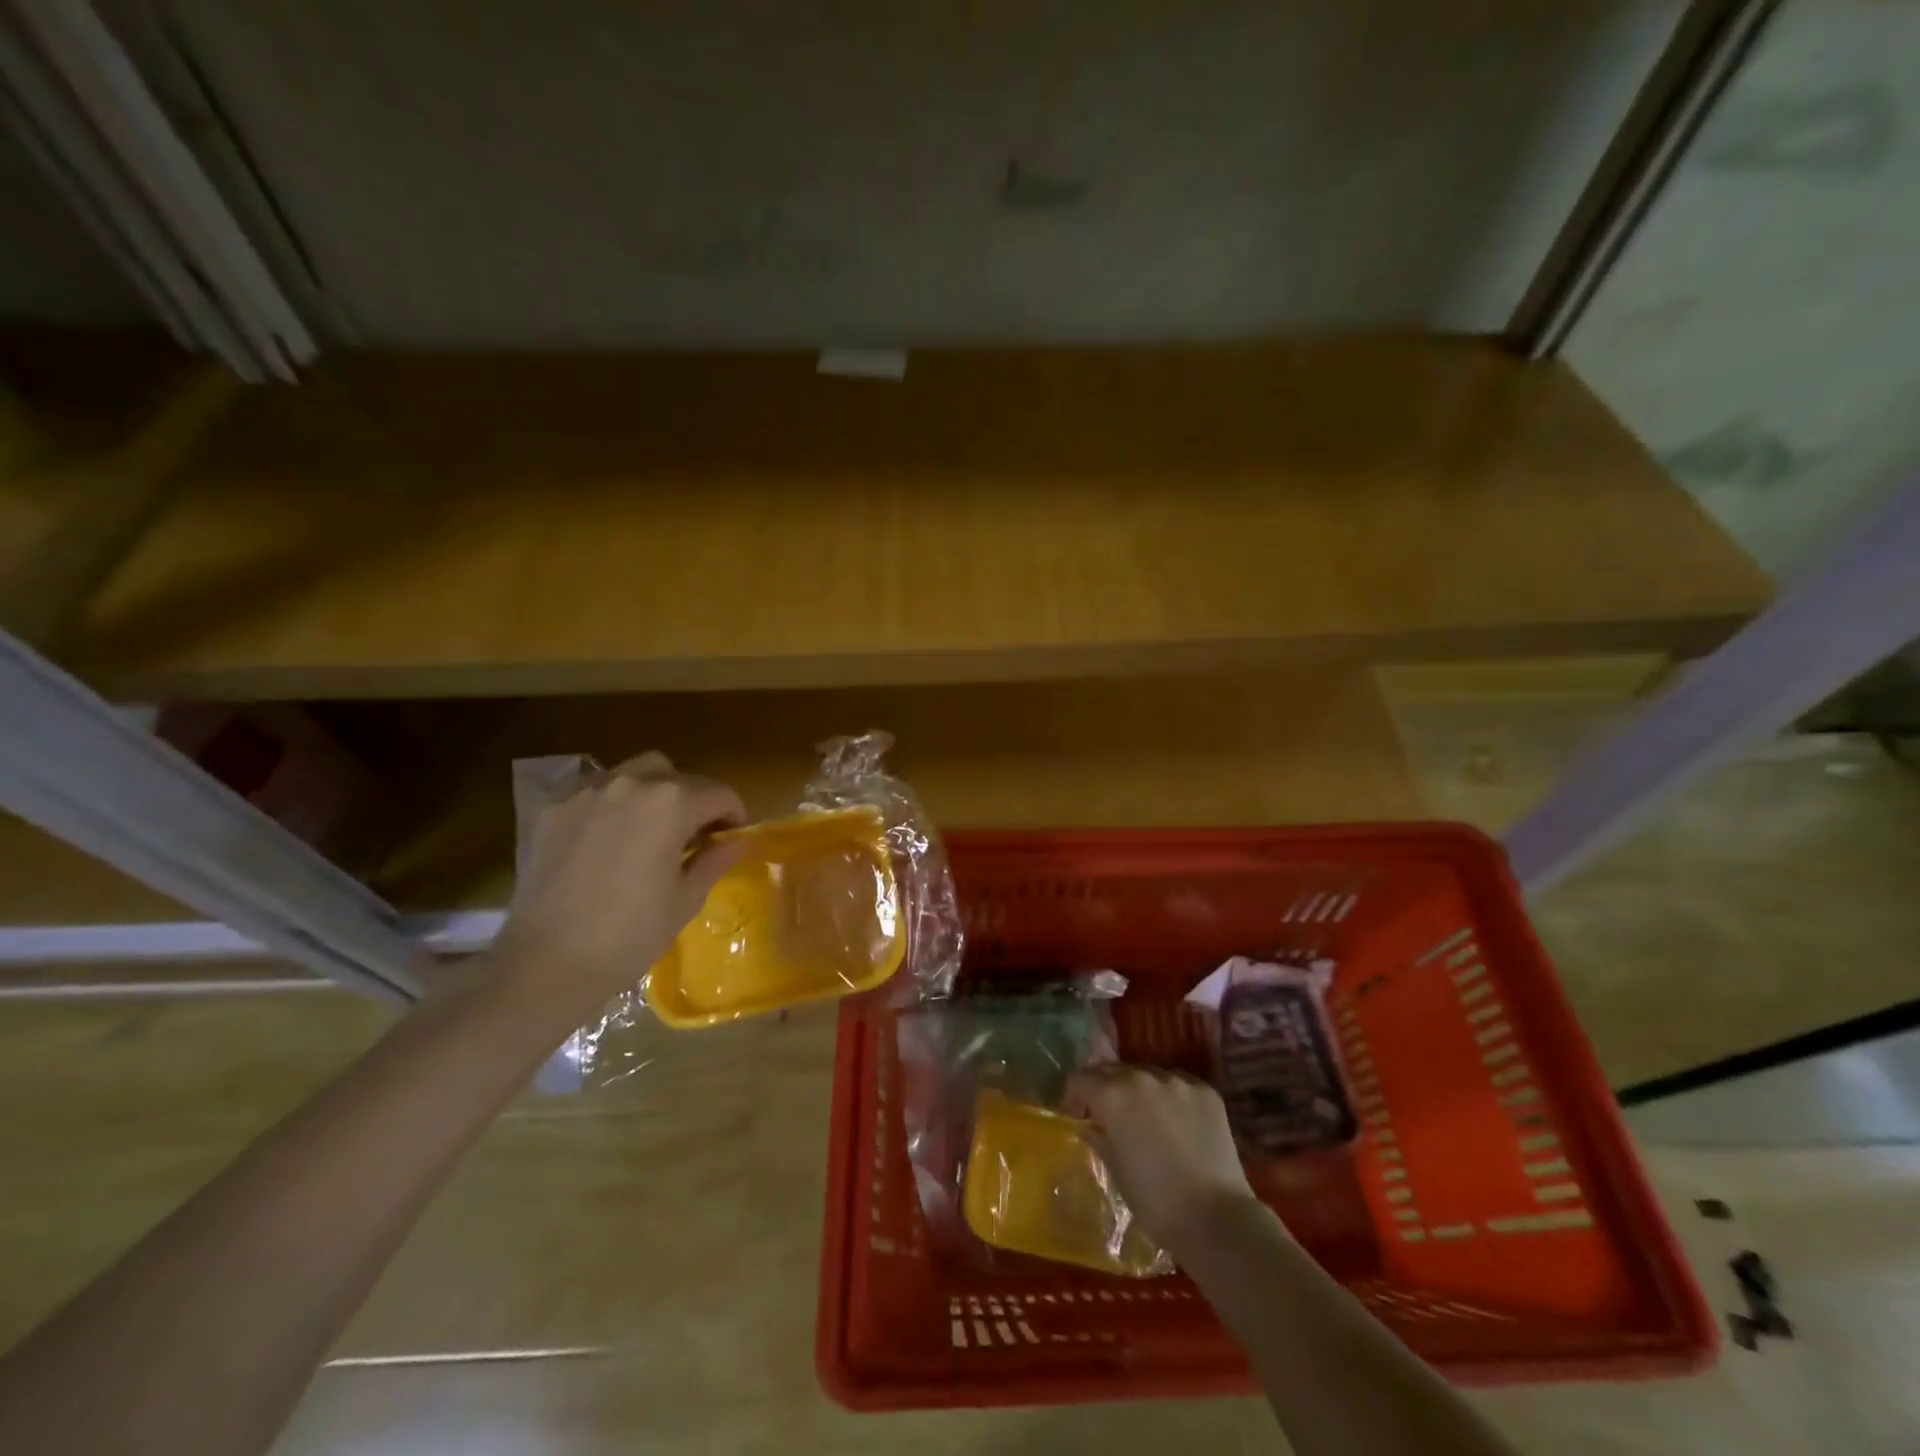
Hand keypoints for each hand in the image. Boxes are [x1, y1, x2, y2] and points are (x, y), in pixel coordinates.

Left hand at [487, 752, 746, 1009]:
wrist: (545, 964)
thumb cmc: (630, 935)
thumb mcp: (686, 899)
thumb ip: (715, 860)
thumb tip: (738, 842)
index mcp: (672, 804)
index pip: (718, 793)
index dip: (734, 813)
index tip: (734, 836)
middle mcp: (630, 784)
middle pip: (676, 775)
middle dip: (693, 798)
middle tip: (694, 833)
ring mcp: (585, 793)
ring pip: (632, 774)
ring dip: (652, 793)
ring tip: (650, 829)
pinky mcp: (552, 810)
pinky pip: (593, 792)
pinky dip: (611, 805)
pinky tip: (608, 839)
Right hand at [1065, 1066, 1259, 1254]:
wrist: (1216, 1219)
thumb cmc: (1156, 1202)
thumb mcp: (1116, 1170)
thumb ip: (1099, 1138)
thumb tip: (1088, 1125)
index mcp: (1114, 1095)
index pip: (1081, 1079)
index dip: (1074, 1096)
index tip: (1078, 1115)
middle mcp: (1143, 1077)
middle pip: (1112, 1069)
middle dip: (1104, 1087)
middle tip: (1107, 1113)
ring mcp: (1177, 1081)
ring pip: (1146, 1074)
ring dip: (1138, 1089)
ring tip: (1145, 1116)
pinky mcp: (1206, 1091)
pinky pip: (1178, 1084)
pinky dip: (1169, 1096)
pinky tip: (1176, 1121)